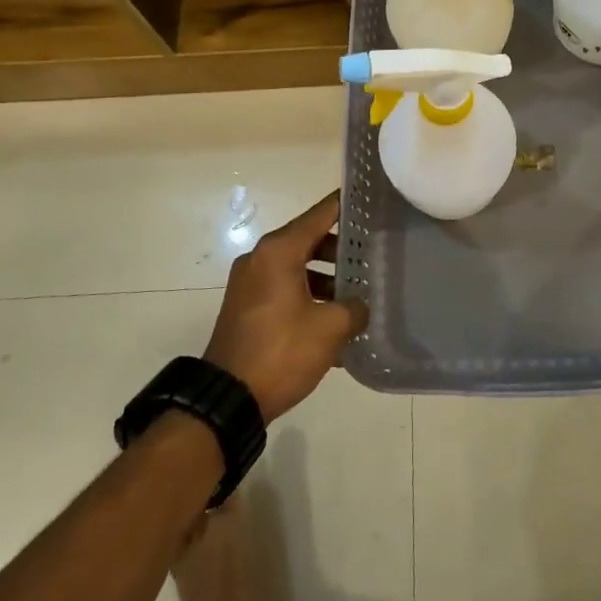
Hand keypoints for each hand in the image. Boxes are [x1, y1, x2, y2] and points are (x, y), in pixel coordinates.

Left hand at [203, 192, 369, 421]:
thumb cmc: (281, 351)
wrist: (227, 400)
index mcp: (278, 251)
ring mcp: (249, 283)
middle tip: (373, 256)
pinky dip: (308, 294)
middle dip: (341, 249)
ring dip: (326, 277)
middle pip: (309, 239)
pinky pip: (284, 288)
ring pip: (297, 266)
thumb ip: (354, 308)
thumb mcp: (330, 328)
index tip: (370, 200)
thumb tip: (359, 305)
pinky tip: (333, 322)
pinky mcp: (246, 307)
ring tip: (356, 295)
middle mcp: (260, 258)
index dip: (346, 205)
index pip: (320, 214)